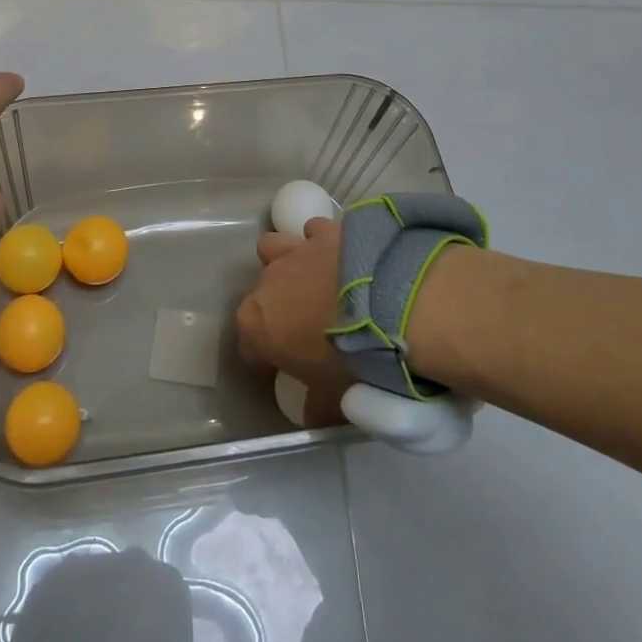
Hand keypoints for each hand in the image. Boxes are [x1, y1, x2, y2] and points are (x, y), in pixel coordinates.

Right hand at [235, 217, 353, 426]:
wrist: (394, 304)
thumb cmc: (354, 359)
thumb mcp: (335, 398)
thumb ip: (317, 405)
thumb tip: (314, 413)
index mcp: (257, 325)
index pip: (248, 347)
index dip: (265, 360)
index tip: (286, 370)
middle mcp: (268, 282)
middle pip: (260, 293)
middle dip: (276, 306)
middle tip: (306, 326)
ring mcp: (296, 250)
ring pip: (274, 247)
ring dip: (287, 262)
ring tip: (314, 280)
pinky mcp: (326, 229)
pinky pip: (314, 231)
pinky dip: (323, 242)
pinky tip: (343, 255)